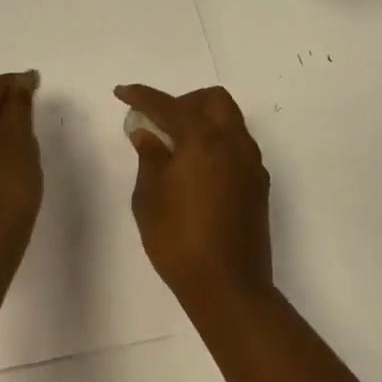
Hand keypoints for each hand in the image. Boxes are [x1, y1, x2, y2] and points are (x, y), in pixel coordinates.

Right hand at [114, 83, 271, 317]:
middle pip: (213, 101)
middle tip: (159, 122)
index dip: (142, 96)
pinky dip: (215, 144)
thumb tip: (147, 134)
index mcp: (204, 139)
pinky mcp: (258, 186)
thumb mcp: (149, 197)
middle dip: (183, 102)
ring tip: (174, 148)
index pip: (168, 105)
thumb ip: (149, 157)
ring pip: (229, 122)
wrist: (229, 288)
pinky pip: (236, 147)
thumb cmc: (179, 239)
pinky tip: (195, 170)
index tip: (122, 93)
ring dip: (202, 122)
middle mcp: (234, 143)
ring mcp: (251, 164)